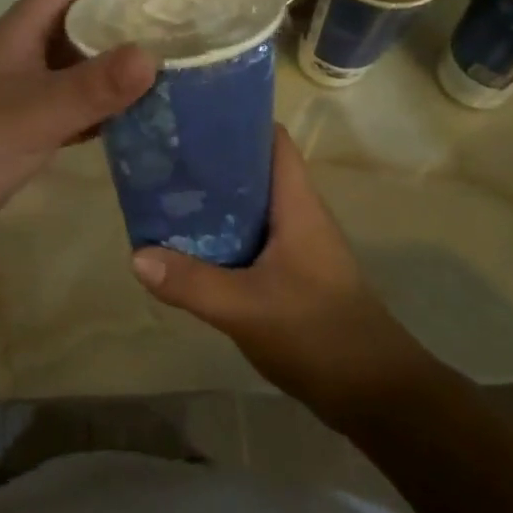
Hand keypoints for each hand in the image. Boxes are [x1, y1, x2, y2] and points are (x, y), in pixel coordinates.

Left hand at [0, 0, 156, 245]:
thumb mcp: (35, 110)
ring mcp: (17, 96)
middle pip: (70, 25)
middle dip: (112, 15)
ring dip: (108, 66)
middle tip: (162, 15)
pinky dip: (97, 110)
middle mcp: (18, 58)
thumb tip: (152, 56)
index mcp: (16, 36)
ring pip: (71, 69)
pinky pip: (68, 110)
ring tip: (158, 64)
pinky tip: (128, 119)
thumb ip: (92, 87)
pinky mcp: (19, 132)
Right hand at [131, 126, 439, 427]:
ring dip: (212, 201)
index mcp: (296, 205)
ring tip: (165, 195)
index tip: (191, 117)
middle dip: (210, 162)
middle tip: (163, 159)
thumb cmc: (318, 334)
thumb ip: (191, 282)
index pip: (271, 140)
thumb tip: (137, 255)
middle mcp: (297, 216)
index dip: (236, 121)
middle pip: (253, 170)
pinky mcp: (291, 274)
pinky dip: (219, 236)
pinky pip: (249, 239)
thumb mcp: (246, 308)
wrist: (375, 395)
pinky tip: (188, 247)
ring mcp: (296, 246)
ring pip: (248, 207)